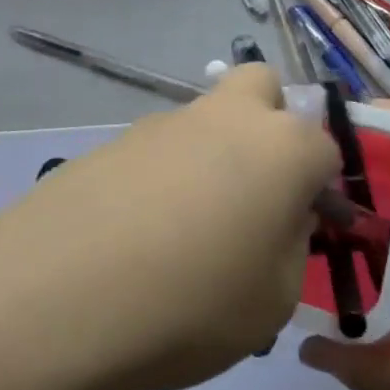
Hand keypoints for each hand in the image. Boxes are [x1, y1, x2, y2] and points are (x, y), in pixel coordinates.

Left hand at [16, 64, 339, 389]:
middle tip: (257, 190)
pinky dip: (164, 174)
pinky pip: (159, 148)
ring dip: (213, 154)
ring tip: (188, 231)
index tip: (307, 229)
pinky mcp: (114, 139)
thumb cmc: (193, 302)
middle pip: (261, 87)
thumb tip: (280, 217)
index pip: (324, 148)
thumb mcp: (272, 300)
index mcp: (282, 146)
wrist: (64, 291)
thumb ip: (290, 246)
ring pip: (206, 117)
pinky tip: (141, 231)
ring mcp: (164, 122)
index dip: (321, 188)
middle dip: (270, 124)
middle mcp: (225, 116)